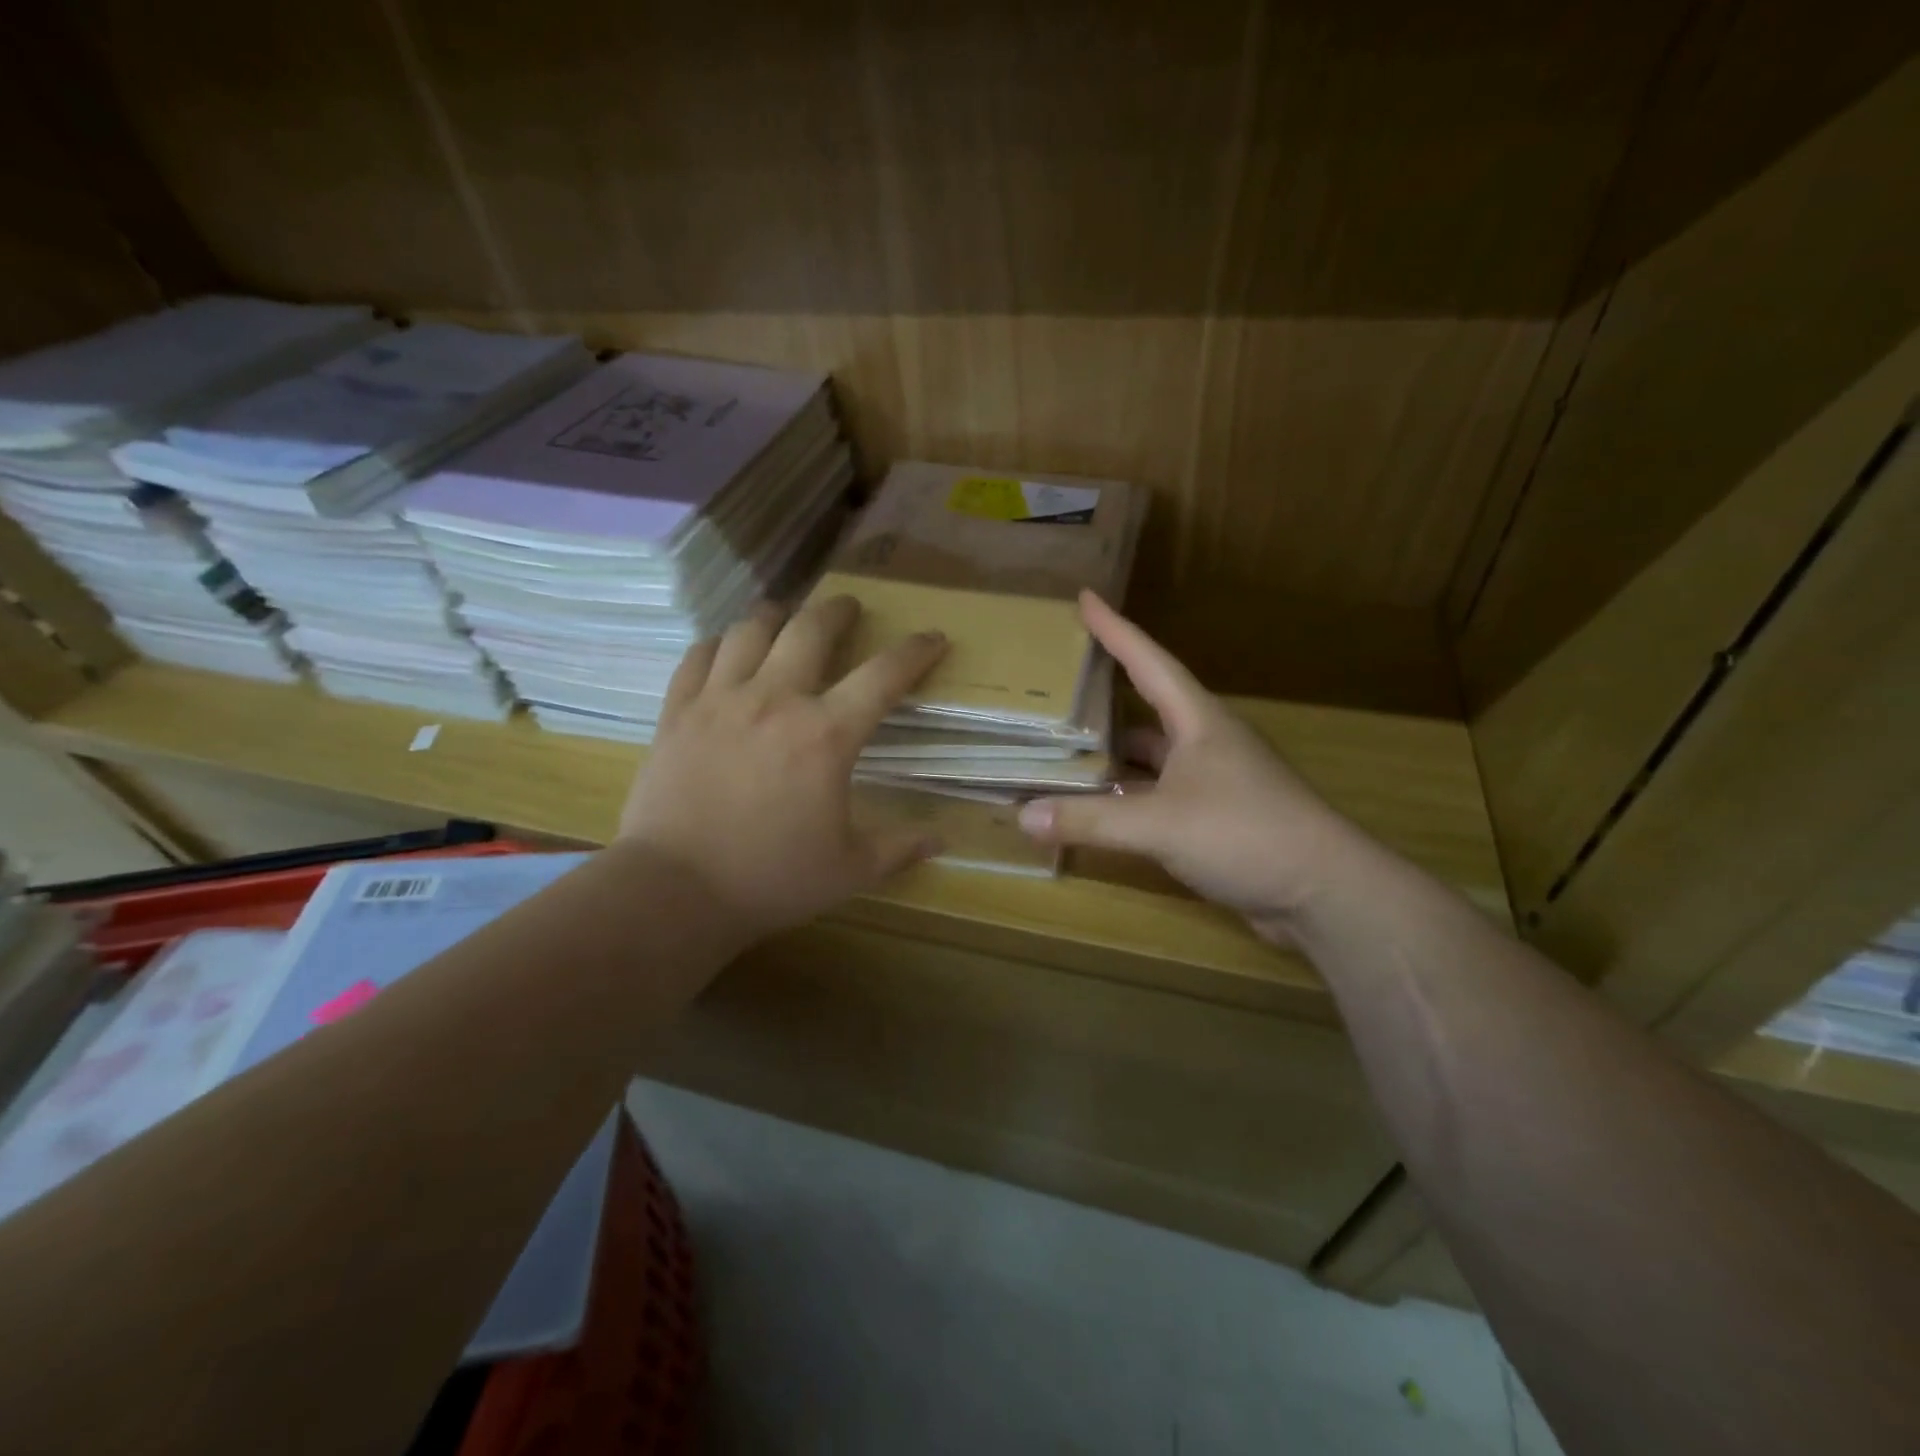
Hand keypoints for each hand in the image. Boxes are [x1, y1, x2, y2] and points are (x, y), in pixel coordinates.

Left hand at [619, 595, 947, 939]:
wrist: (675, 891)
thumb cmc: (770, 879)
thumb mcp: (849, 870)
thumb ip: (898, 848)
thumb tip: (941, 841)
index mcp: (826, 735)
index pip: (883, 675)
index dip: (915, 652)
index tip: (932, 638)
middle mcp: (775, 700)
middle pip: (810, 629)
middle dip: (837, 610)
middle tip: (848, 607)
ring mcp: (720, 700)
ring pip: (750, 630)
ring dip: (776, 615)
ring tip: (786, 616)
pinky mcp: (677, 712)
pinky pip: (698, 656)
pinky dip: (718, 644)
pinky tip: (725, 649)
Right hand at [1017, 592, 1360, 941]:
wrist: (1323, 891)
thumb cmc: (1245, 834)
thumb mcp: (1160, 824)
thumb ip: (1090, 820)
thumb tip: (1022, 816)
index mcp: (1198, 722)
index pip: (1149, 662)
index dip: (1115, 630)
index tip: (1085, 598)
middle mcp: (1206, 743)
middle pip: (1147, 708)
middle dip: (1105, 697)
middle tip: (1059, 687)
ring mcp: (1213, 781)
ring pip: (1152, 757)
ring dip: (1114, 756)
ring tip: (1064, 752)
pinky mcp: (1216, 818)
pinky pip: (1159, 795)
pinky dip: (1127, 798)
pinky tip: (1099, 809)